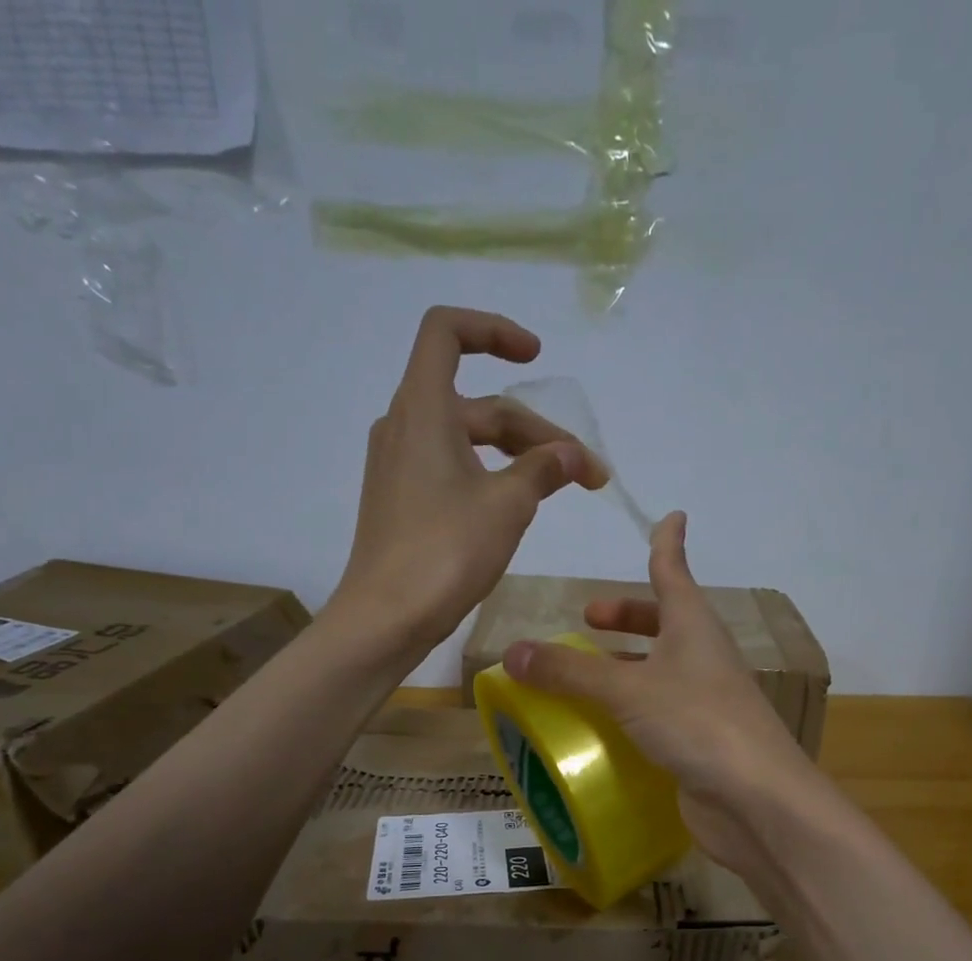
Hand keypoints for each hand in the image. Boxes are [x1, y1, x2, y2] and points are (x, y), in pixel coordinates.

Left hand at [329, 306, 606, 658]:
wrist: (386, 618)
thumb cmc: (445, 552)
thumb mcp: (508, 505)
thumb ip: (545, 468)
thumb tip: (575, 455)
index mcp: (423, 409)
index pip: (446, 331)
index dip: (493, 330)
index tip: (535, 358)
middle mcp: (404, 427)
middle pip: (477, 403)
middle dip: (536, 430)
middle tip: (586, 473)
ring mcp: (398, 466)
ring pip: (467, 440)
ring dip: (516, 456)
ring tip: (560, 488)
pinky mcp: (400, 501)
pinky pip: (451, 468)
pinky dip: (489, 474)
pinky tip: (517, 506)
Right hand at [501, 511, 825, 874]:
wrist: (756, 799)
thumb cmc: (697, 722)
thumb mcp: (627, 691)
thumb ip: (570, 672)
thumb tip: (513, 651)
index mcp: (692, 627)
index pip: (673, 572)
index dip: (667, 544)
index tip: (671, 516)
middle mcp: (702, 656)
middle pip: (665, 622)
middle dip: (628, 615)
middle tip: (589, 618)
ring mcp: (704, 700)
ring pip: (660, 669)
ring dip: (626, 665)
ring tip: (582, 674)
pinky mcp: (699, 740)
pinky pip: (658, 711)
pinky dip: (630, 709)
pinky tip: (602, 725)